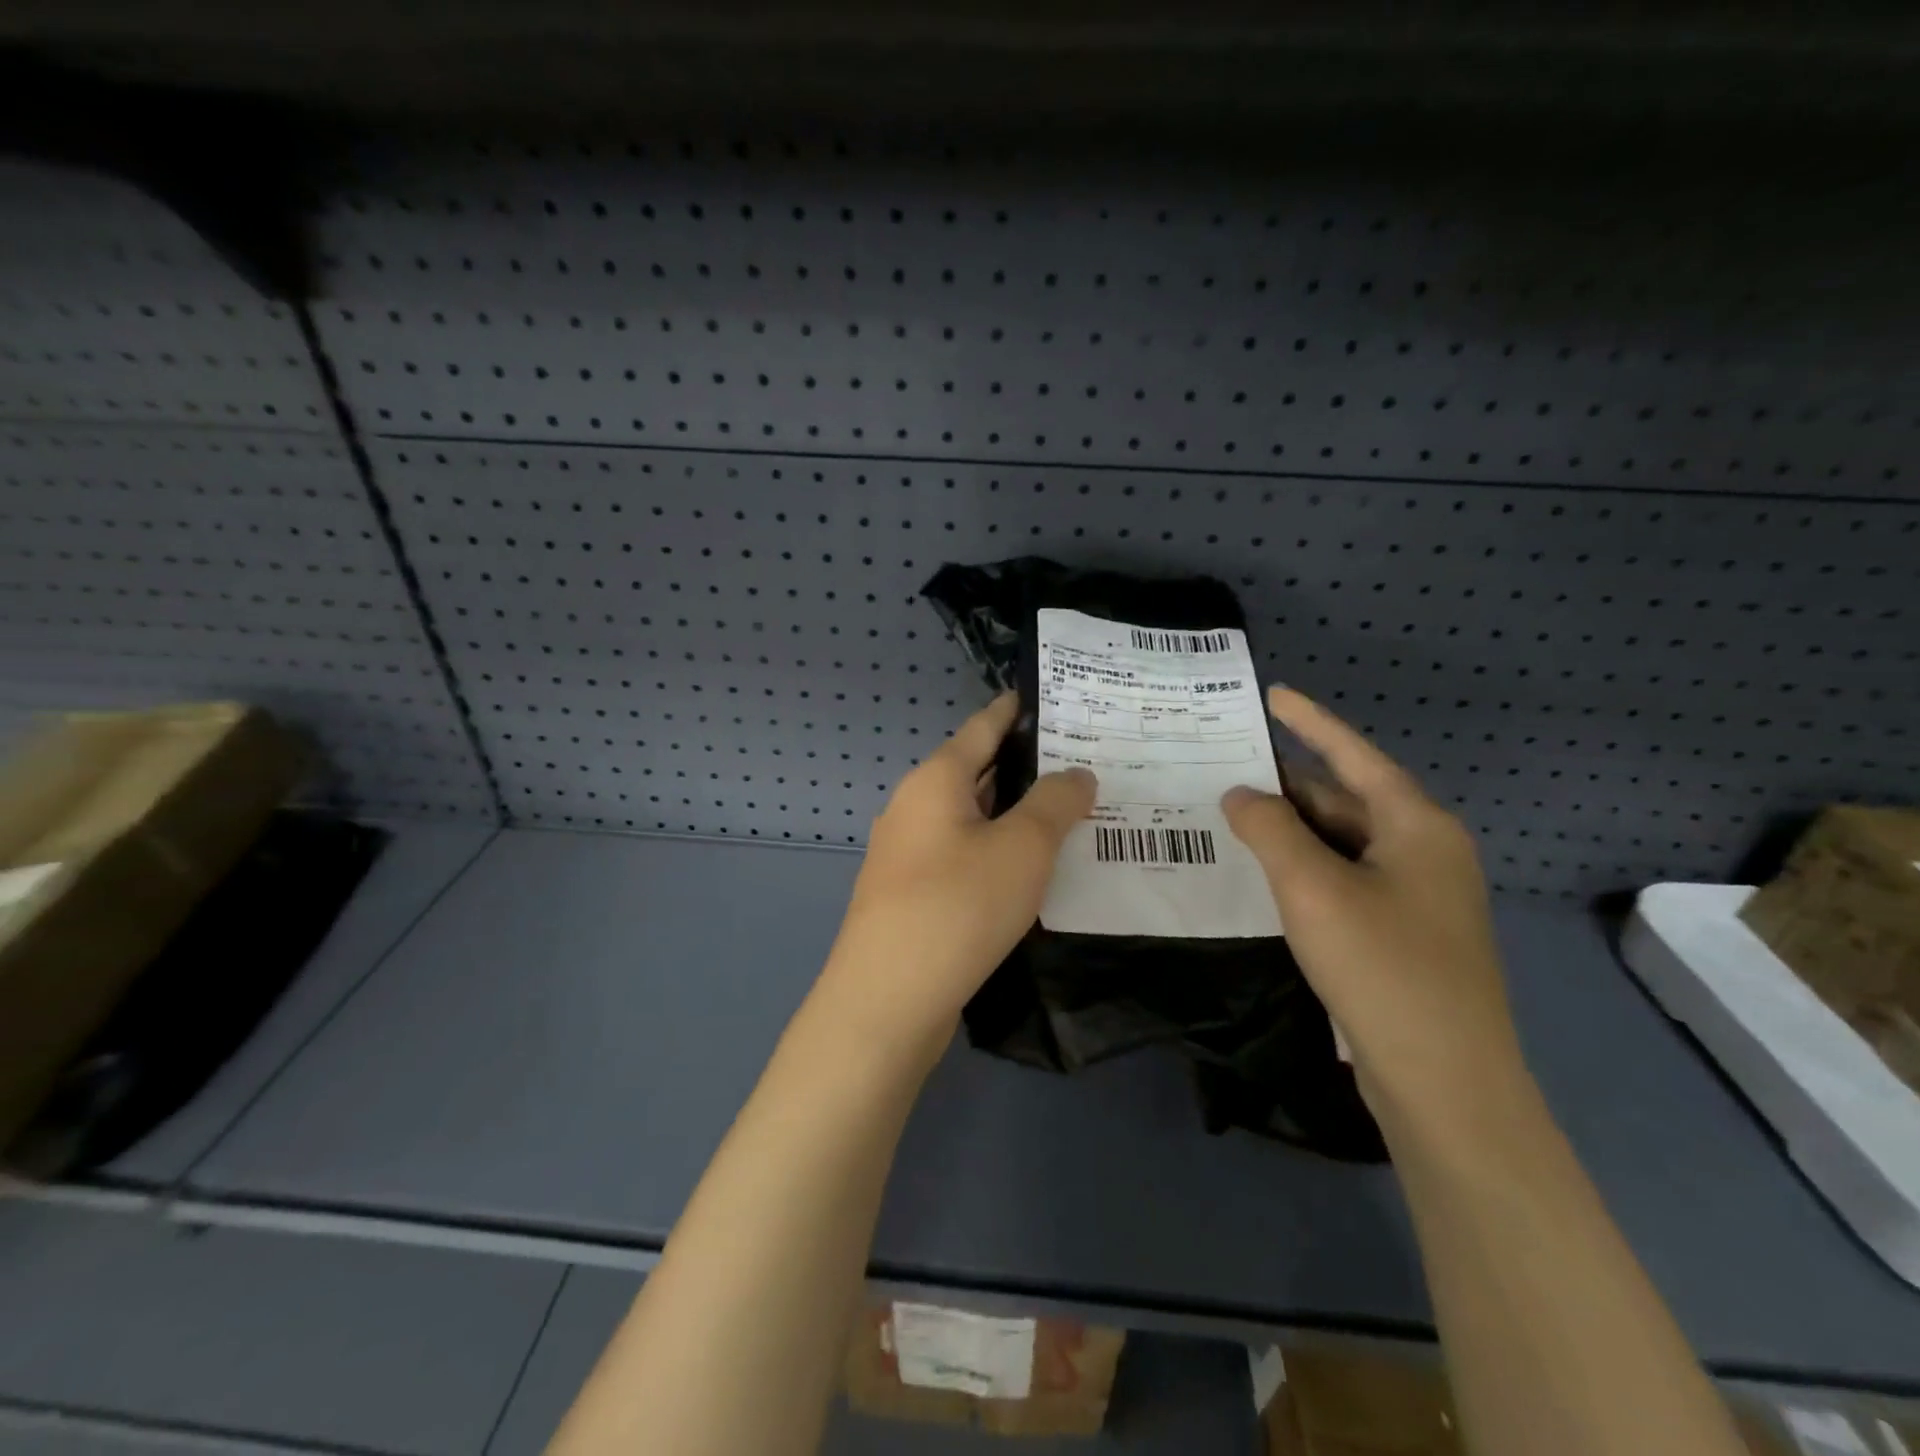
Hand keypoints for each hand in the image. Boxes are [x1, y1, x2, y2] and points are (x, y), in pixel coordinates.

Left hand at [824, 694, 1095, 1037]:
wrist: (888, 1000)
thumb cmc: (958, 906)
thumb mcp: (1022, 848)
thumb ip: (1055, 803)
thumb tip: (1076, 773)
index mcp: (935, 780)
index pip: (982, 727)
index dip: (1015, 710)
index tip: (1052, 698)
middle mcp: (914, 807)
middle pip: (976, 771)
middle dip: (1025, 765)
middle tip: (1082, 761)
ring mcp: (907, 853)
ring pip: (971, 817)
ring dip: (1014, 813)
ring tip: (1067, 812)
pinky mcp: (910, 893)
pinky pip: (962, 855)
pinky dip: (997, 850)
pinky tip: (1030, 869)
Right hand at [1221, 687, 1527, 1135]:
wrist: (1444, 1083)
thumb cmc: (1383, 967)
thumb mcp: (1313, 887)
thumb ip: (1270, 829)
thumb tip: (1240, 795)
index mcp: (1417, 826)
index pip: (1354, 755)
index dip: (1311, 722)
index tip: (1272, 694)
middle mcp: (1422, 852)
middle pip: (1345, 799)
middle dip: (1287, 782)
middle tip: (1224, 763)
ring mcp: (1414, 897)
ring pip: (1340, 843)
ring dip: (1289, 828)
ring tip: (1229, 812)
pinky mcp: (1399, 935)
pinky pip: (1341, 880)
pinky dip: (1300, 867)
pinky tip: (1261, 871)